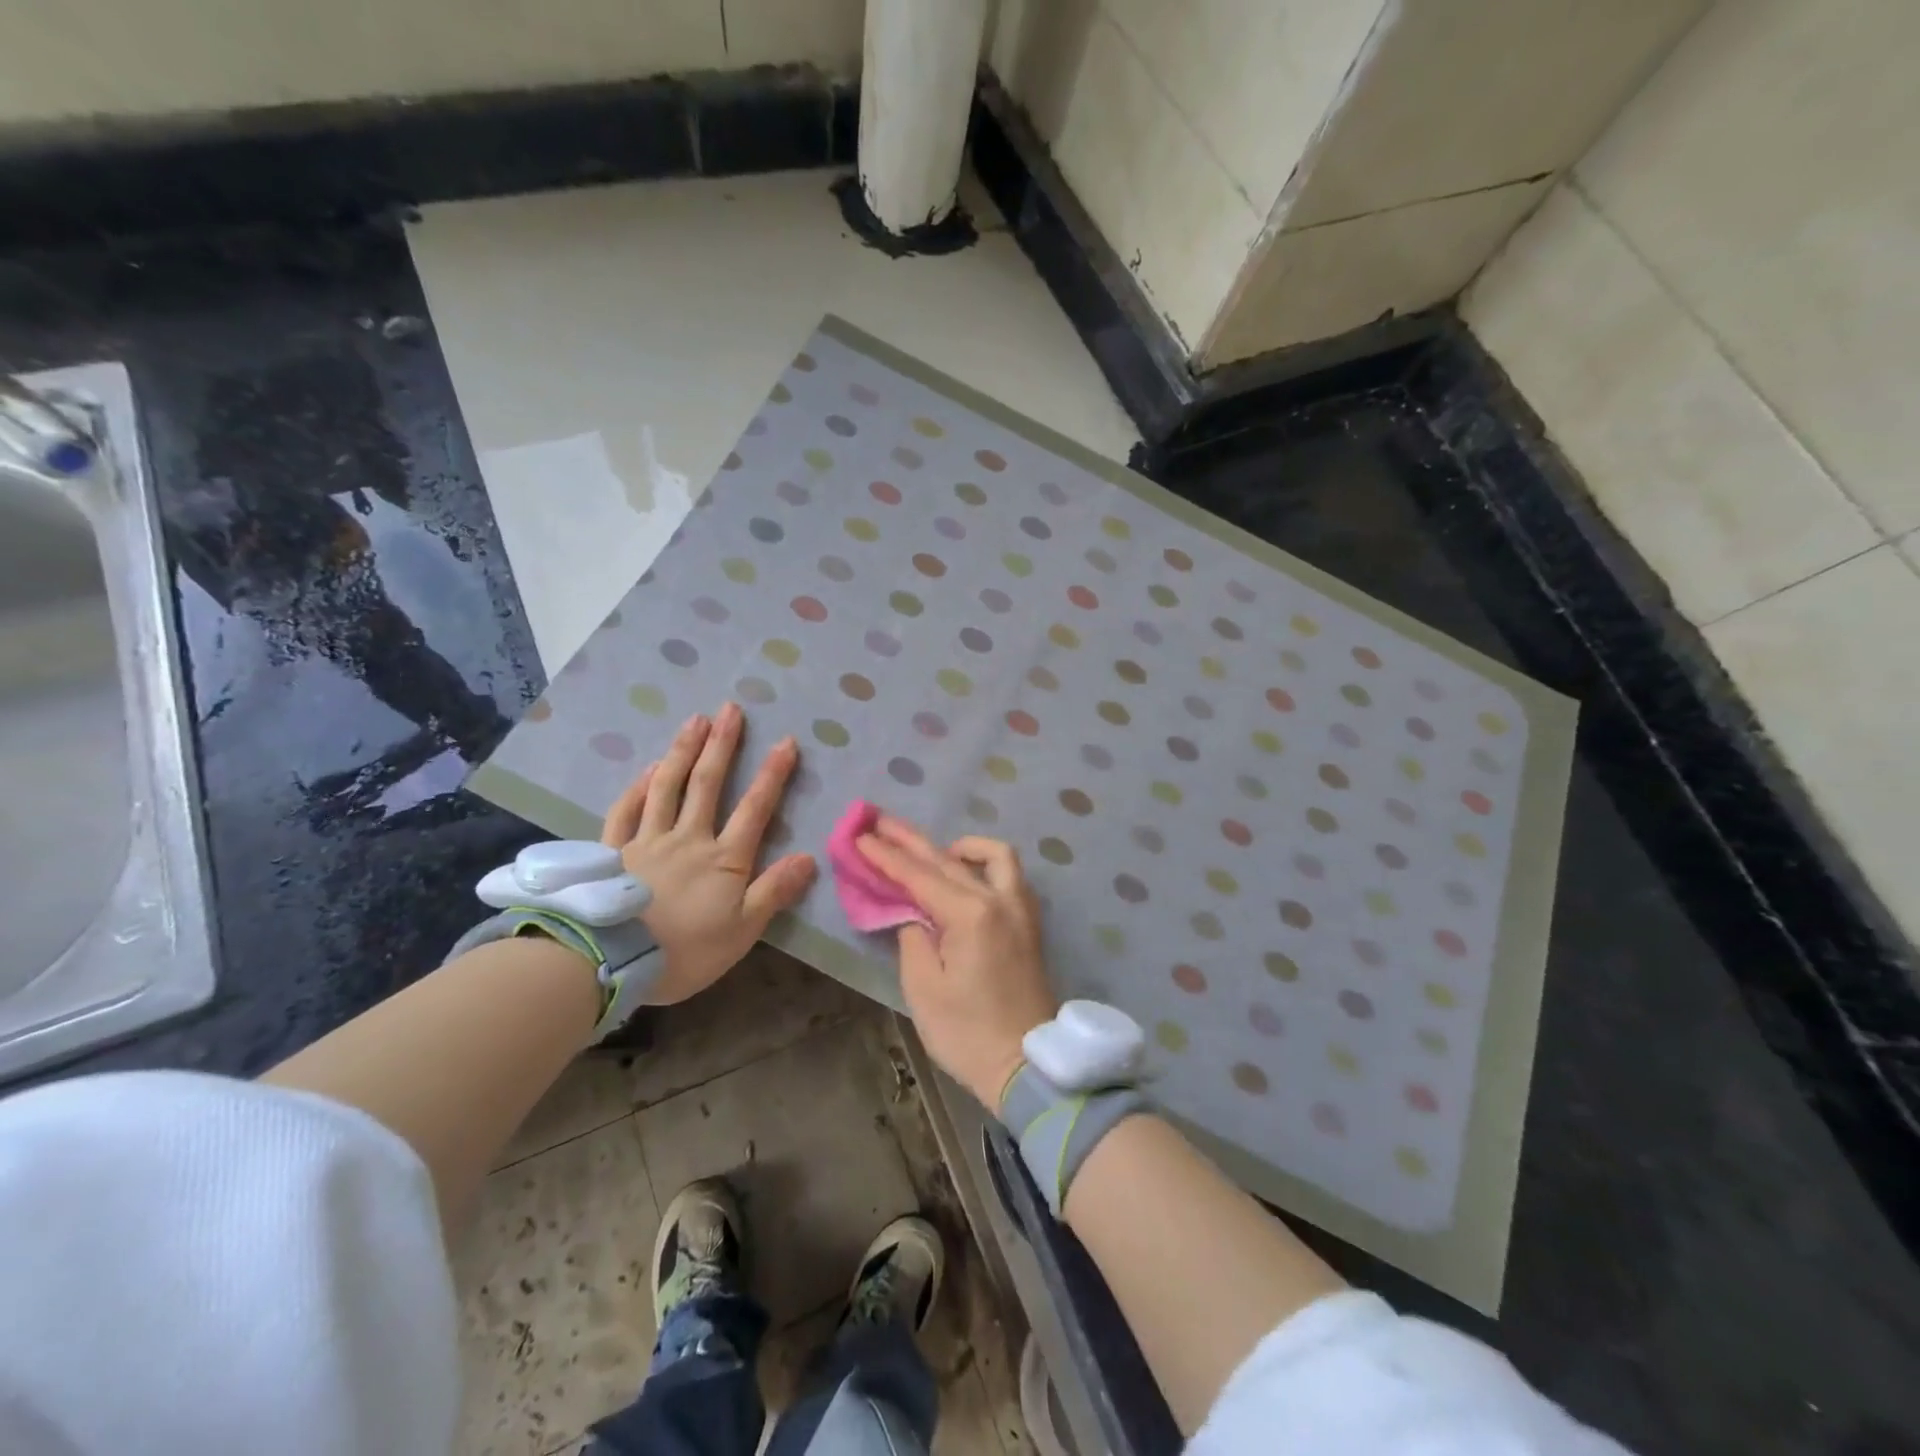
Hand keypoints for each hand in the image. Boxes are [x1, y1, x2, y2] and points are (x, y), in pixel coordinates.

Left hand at [600, 702, 816, 1004]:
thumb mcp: (742, 930)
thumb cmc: (685, 952)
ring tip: (695, 720)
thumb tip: (809, 857)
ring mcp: (648, 841)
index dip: (773, 774)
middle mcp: (688, 838)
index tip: (785, 741)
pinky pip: (626, 810)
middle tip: (730, 709)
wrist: (610, 962)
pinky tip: (648, 769)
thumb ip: (774, 891)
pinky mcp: (614, 851)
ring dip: (683, 751)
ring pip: (667, 787)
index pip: (755, 808)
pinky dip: (638, 786)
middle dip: (722, 745)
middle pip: (707, 784)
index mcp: (724, 859)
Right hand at [855, 817, 1057, 1111]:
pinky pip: (1008, 875)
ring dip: (959, 846)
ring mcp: (1020, 909)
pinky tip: (966, 875)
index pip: (920, 875)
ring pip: (993, 856)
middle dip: (911, 840)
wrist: (1027, 1065)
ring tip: (932, 852)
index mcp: (971, 915)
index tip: (860, 835)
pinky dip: (984, 864)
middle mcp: (1000, 900)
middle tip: (880, 821)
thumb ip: (912, 938)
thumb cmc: (967, 1033)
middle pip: (949, 858)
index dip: (887, 856)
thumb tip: (913, 913)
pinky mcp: (1029, 922)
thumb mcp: (924, 989)